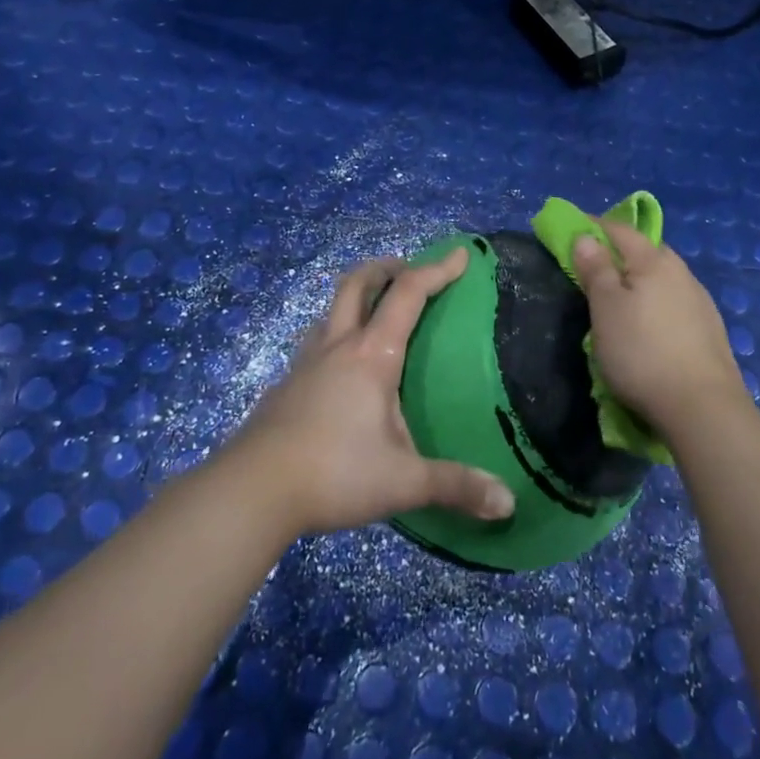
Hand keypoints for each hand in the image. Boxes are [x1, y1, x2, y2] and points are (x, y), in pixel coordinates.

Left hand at [229, 247, 515, 537]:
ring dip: (355, 298)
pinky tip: (340, 369)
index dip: (437, 270)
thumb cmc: (334, 473)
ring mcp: (305, 363)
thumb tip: (508, 503)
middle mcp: (337, 346)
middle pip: (356, 284)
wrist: (251, 490)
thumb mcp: (402, 482)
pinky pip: (316, 343)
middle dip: (385, 268)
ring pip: (331, 310)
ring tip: (374, 313)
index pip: (408, 294)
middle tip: (406, 270)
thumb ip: (455, 486)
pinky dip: (336, 335)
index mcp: (371, 355)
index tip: (460, 254)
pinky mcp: (286, 386)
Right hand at [570, 222, 749, 443]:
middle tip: (595, 269)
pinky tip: (651, 326)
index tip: (573, 231)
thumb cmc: (642, 352)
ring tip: (621, 301)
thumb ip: (596, 269)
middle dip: (620, 253)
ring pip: (663, 278)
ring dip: (641, 281)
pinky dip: (657, 304)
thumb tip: (586, 236)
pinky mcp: (710, 330)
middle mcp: (681, 273)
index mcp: (654, 261)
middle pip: (646, 252)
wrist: (703, 408)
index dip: (594, 226)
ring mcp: (700, 302)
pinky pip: (675, 303)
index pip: (621, 230)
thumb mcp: (606, 309)